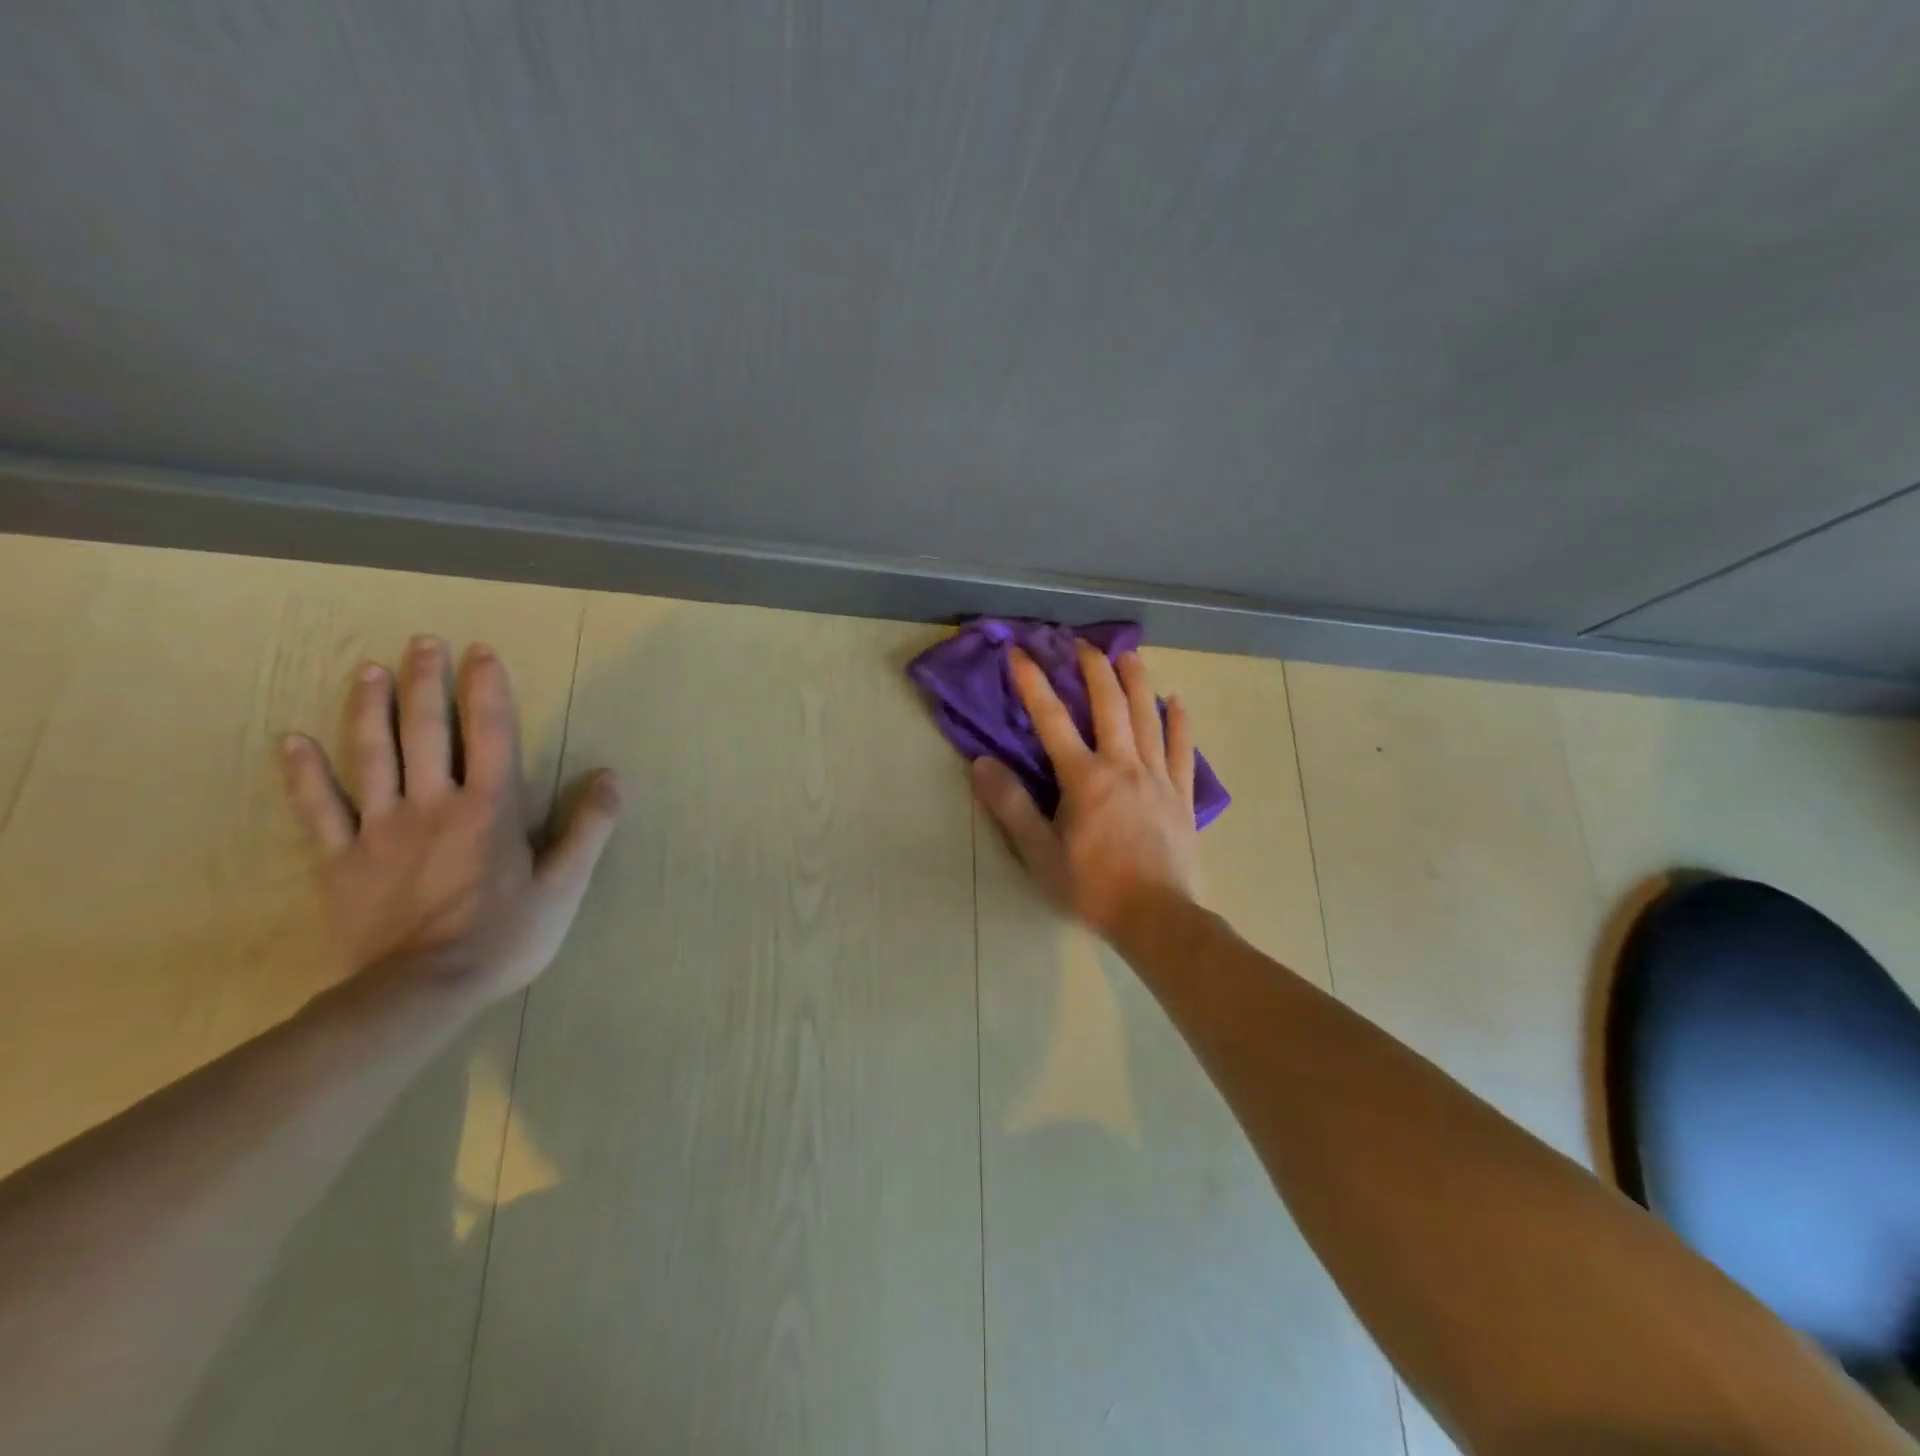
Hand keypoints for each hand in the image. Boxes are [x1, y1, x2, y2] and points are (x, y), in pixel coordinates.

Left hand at [279, 635, 619, 1001]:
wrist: (420, 992)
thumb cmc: (504, 936)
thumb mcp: (565, 886)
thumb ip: (588, 827)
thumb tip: (611, 775)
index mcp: (490, 807)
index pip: (491, 733)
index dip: (487, 688)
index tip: (480, 652)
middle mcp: (434, 803)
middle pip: (427, 730)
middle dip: (425, 682)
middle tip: (422, 642)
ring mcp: (379, 828)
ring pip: (371, 755)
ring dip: (369, 709)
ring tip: (368, 670)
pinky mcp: (340, 860)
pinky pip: (317, 809)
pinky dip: (304, 773)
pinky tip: (292, 741)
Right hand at [971, 641, 1200, 943]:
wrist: (1156, 918)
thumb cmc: (1092, 887)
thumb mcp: (1039, 853)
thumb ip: (1011, 805)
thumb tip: (982, 763)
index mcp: (1085, 778)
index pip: (1052, 720)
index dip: (1033, 683)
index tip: (1020, 653)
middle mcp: (1123, 765)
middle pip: (1110, 705)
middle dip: (1094, 669)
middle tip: (1081, 644)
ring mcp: (1158, 777)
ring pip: (1149, 717)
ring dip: (1137, 682)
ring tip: (1129, 655)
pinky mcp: (1182, 795)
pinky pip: (1182, 749)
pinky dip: (1179, 722)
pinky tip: (1178, 702)